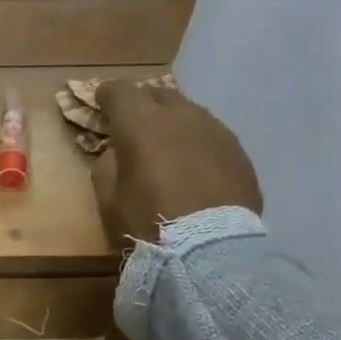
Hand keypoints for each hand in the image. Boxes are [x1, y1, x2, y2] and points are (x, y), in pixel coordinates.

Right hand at [91, 82, 261, 247]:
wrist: (208, 249)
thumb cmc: (146, 222)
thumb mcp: (108, 197)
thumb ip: (108, 164)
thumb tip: (118, 151)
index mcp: (141, 123)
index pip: (120, 90)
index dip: (107, 94)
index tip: (101, 103)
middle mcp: (181, 115)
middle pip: (158, 94)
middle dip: (143, 106)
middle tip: (134, 127)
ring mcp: (216, 130)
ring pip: (189, 114)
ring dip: (174, 125)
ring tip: (168, 149)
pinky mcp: (239, 151)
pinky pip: (211, 137)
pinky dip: (197, 145)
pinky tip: (194, 169)